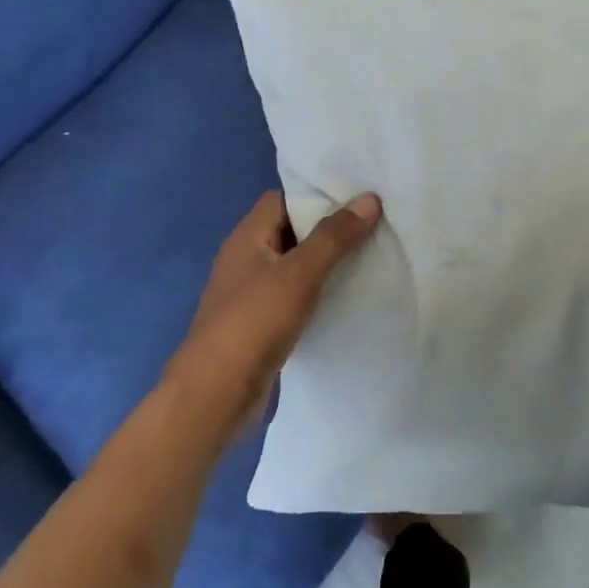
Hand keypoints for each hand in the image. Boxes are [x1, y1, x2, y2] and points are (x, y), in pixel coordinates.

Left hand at [170, 190, 381, 429]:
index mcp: (246, 237)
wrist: (217, 393)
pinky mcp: (258, 323)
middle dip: (327, 229)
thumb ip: (334, 236)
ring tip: (368, 257)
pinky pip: (292, 296)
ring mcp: (249, 293)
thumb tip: (369, 199)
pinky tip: (344, 297)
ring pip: (293, 266)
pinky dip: (315, 293)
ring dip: (323, 263)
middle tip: (371, 226)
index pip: (283, 199)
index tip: (357, 198)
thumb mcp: (300, 273)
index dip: (317, 195)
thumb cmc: (255, 321)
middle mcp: (244, 259)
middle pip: (290, 231)